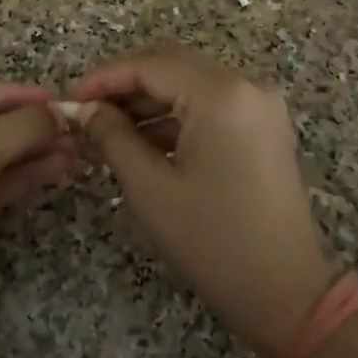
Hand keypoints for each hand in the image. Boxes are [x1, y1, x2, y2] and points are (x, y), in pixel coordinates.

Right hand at [72, 49, 337, 357]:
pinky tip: (142, 140)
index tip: (70, 99)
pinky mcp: (264, 125)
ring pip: (190, 83)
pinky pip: (210, 103)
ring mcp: (260, 104)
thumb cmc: (213, 241)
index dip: (104, 78)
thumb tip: (84, 109)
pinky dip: (175, 115)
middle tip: (85, 112)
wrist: (287, 293)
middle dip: (124, 85)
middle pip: (172, 65)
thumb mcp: (150, 187)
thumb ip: (112, 136)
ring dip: (148, 100)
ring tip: (106, 130)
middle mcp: (246, 85)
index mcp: (221, 94)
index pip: (150, 65)